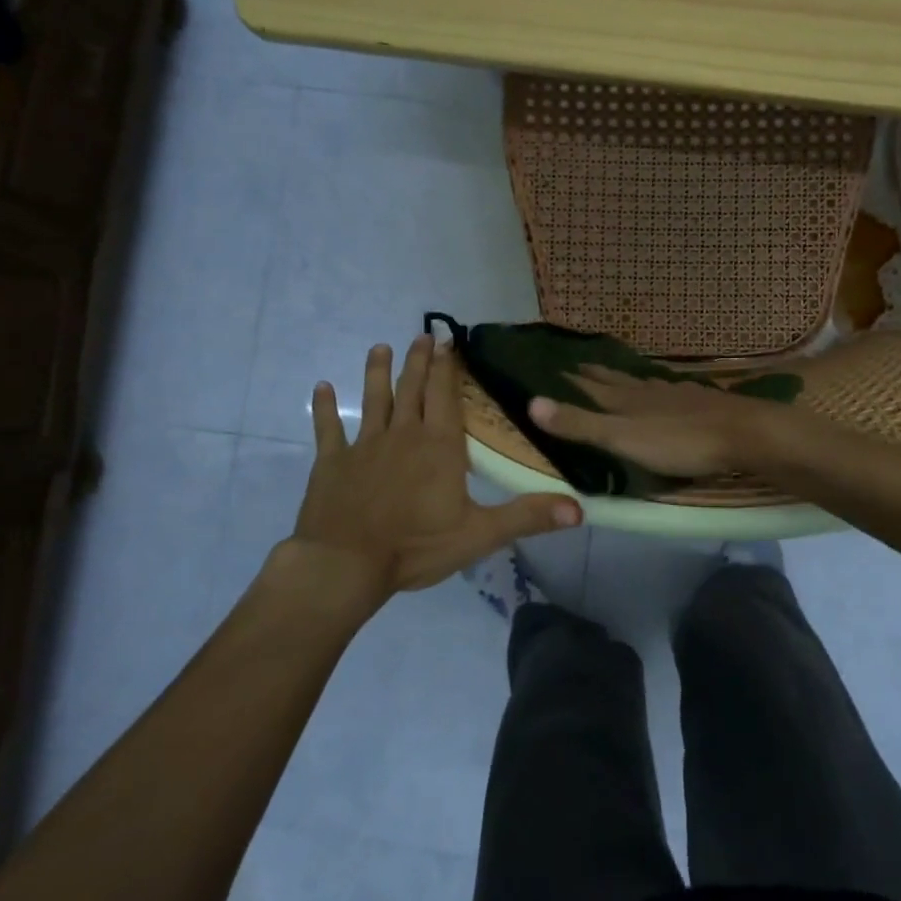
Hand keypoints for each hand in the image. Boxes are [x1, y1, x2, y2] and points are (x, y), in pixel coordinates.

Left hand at [289, 336, 581, 596]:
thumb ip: (528, 516)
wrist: (345, 565)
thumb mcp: (480, 534)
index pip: (444, 395)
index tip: (448, 342)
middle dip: (417, 361)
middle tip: (421, 336)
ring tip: (380, 348)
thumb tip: (580, 509)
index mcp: (438, 446)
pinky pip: (327, 429)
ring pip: (373, 400)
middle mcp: (402, 435)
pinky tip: (321, 388)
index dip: (447, 367)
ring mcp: (364, 446)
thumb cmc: (416, 547)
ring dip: (377, 373)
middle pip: (411, 389)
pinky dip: (324, 408)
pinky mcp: (332, 462)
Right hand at [527, 365, 793, 477]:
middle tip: (579, 364)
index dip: (574, 380)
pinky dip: (658, 389)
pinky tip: (666, 390)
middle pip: (617, 381)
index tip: (557, 366)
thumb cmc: (679, 442)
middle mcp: (648, 392)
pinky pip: (670, 391)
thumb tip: (531, 403)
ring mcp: (677, 395)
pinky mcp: (701, 404)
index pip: (592, 388)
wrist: (742, 434)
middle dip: (596, 374)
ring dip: (626, 379)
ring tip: (616, 373)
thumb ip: (580, 424)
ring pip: (644, 384)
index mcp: (627, 402)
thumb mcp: (622, 438)